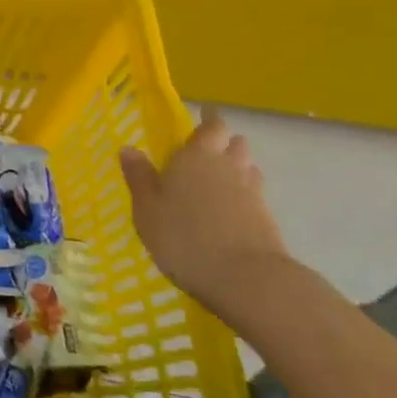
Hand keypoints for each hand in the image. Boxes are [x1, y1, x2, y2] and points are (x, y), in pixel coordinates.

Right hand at [121, 109, 290, 318]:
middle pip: (235, 143)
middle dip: (224, 143)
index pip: (211, 126)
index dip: (208, 121)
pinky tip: (230, 211)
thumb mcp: (147, 209)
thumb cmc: (184, 237)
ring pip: (248, 167)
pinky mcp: (267, 218)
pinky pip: (254, 195)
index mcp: (196, 155)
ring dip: (237, 167)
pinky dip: (244, 195)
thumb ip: (139, 177)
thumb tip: (129, 148)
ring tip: (218, 181)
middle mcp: (227, 165)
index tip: (203, 118)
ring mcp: (252, 192)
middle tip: (206, 152)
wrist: (246, 278)